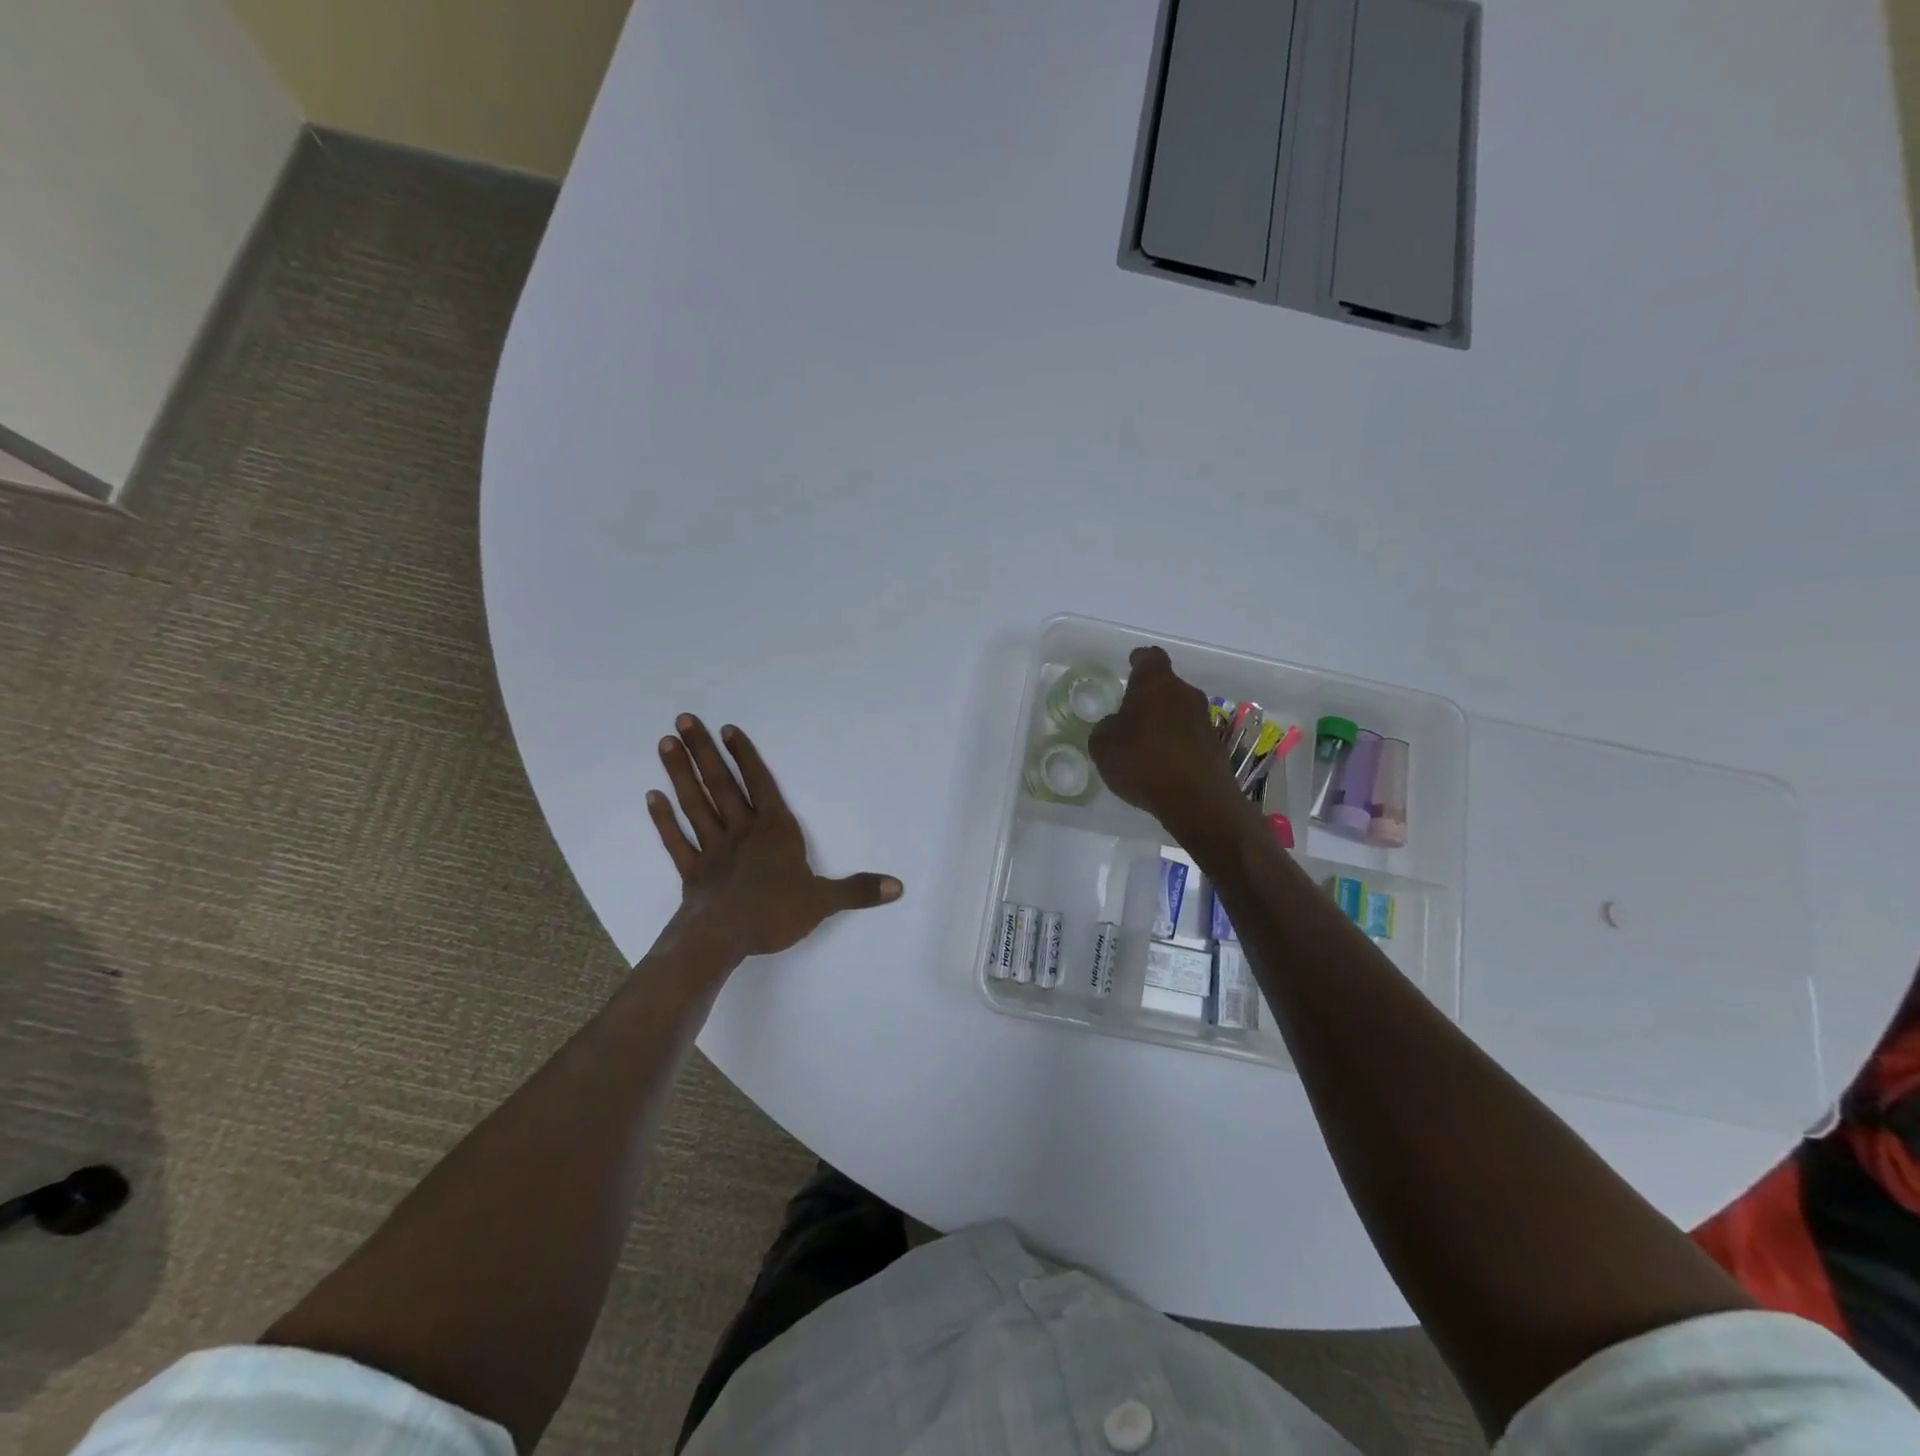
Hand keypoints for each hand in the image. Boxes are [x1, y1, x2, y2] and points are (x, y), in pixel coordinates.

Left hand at [647, 715, 902, 960]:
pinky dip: (664, 820)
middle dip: (704, 751)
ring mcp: (713, 849)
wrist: (723, 939)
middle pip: (722, 784)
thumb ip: (858, 890)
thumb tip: (898, 887)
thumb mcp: (824, 901)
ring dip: (681, 774)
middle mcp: (742, 831)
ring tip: (666, 744)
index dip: (745, 756)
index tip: (726, 730)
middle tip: (683, 719)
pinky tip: (652, 798)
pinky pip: (677, 841)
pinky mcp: (693, 871)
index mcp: (775, 831)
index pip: (760, 784)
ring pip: (696, 804)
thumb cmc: (775, 913)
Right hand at [1088, 647, 1255, 847]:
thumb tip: (1116, 726)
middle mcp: (1184, 694)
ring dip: (1164, 722)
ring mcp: (1204, 720)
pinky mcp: (1215, 746)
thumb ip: (1106, 728)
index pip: (1150, 657)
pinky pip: (1189, 737)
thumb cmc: (1142, 761)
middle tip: (1130, 715)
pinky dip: (1176, 745)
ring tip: (1144, 745)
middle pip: (1166, 686)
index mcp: (1155, 683)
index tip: (1131, 665)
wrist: (1196, 800)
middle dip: (1149, 698)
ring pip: (1179, 712)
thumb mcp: (1103, 745)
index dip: (1139, 660)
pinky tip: (1161, 766)